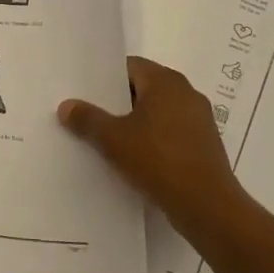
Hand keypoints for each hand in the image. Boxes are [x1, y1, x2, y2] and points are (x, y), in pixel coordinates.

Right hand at [59, 56, 252, 243]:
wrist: (207, 206)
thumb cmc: (158, 160)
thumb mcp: (112, 140)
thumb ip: (87, 119)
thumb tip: (66, 105)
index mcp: (165, 81)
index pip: (129, 66)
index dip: (105, 78)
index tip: (84, 92)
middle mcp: (186, 92)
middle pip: (144, 87)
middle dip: (118, 101)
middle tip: (90, 114)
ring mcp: (199, 119)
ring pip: (158, 111)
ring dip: (135, 121)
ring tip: (108, 137)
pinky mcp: (204, 144)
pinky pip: (171, 131)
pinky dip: (153, 138)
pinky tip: (135, 157)